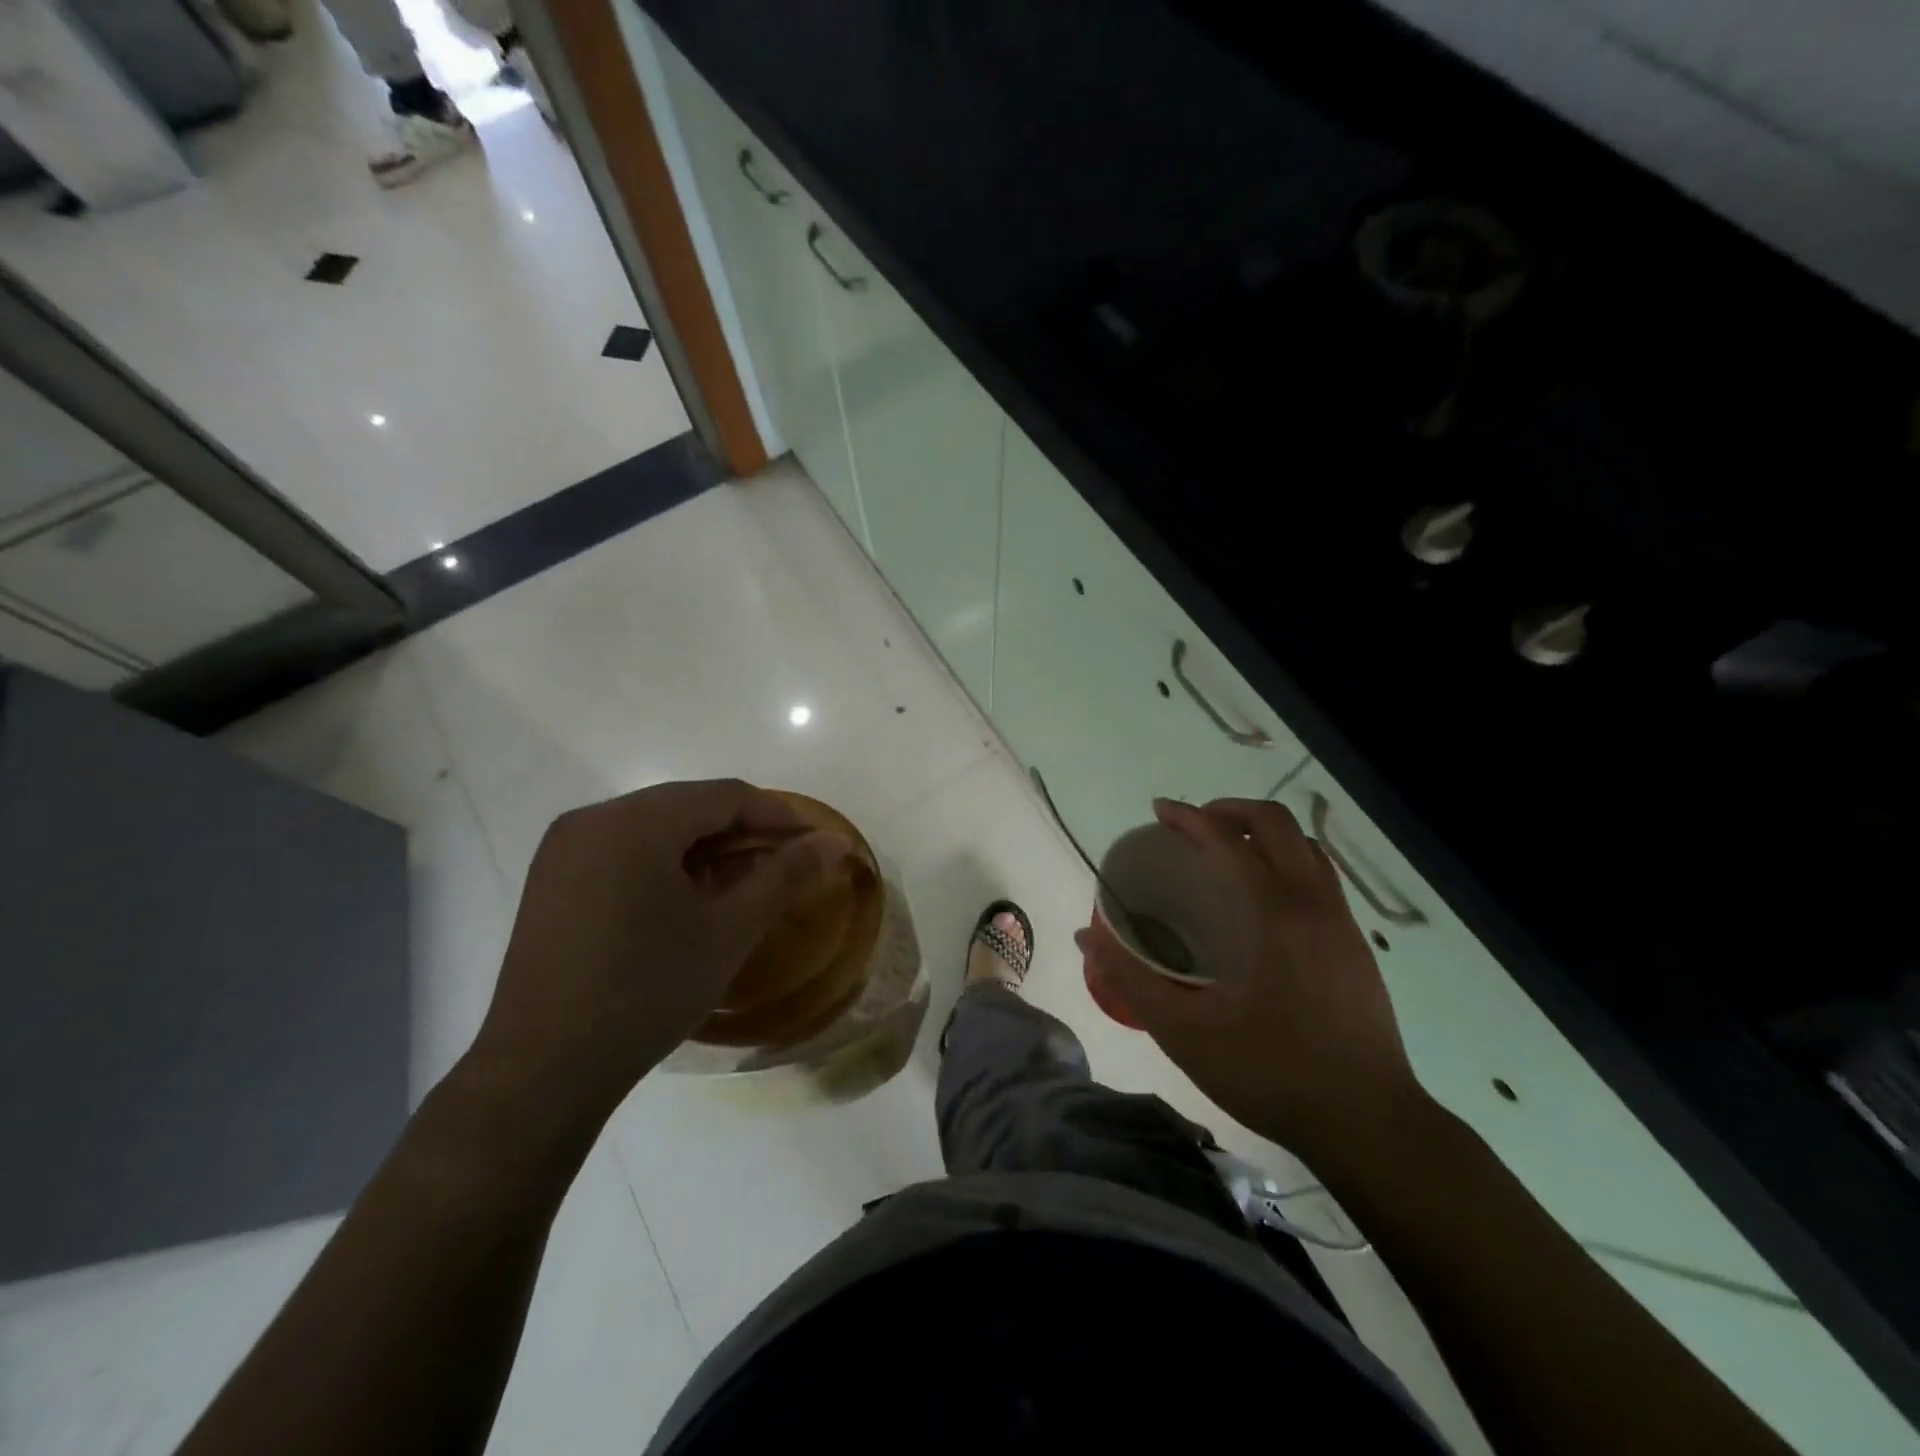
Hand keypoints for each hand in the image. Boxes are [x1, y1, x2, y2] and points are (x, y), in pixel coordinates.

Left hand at [466, 779, 848, 1128]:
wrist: (542, 1070)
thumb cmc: (647, 992)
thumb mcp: (728, 931)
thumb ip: (786, 876)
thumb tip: (836, 842)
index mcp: (635, 822)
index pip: (725, 795)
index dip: (778, 815)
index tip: (816, 843)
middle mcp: (594, 818)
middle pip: (688, 804)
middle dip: (742, 830)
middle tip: (783, 865)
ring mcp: (565, 848)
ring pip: (656, 826)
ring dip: (704, 846)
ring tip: (740, 884)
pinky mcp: (552, 878)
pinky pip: (623, 848)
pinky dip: (665, 861)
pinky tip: (685, 898)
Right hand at [1077, 797, 1427, 1156]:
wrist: (1369, 1124)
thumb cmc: (1271, 1072)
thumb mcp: (1185, 1032)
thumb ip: (1131, 979)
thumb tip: (1088, 936)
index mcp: (1271, 914)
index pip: (1228, 839)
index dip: (1189, 816)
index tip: (1159, 811)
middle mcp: (1312, 903)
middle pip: (1276, 823)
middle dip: (1229, 810)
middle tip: (1193, 827)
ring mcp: (1342, 921)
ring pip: (1305, 846)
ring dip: (1263, 833)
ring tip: (1227, 853)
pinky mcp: (1357, 944)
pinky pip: (1321, 875)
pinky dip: (1286, 860)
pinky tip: (1263, 900)